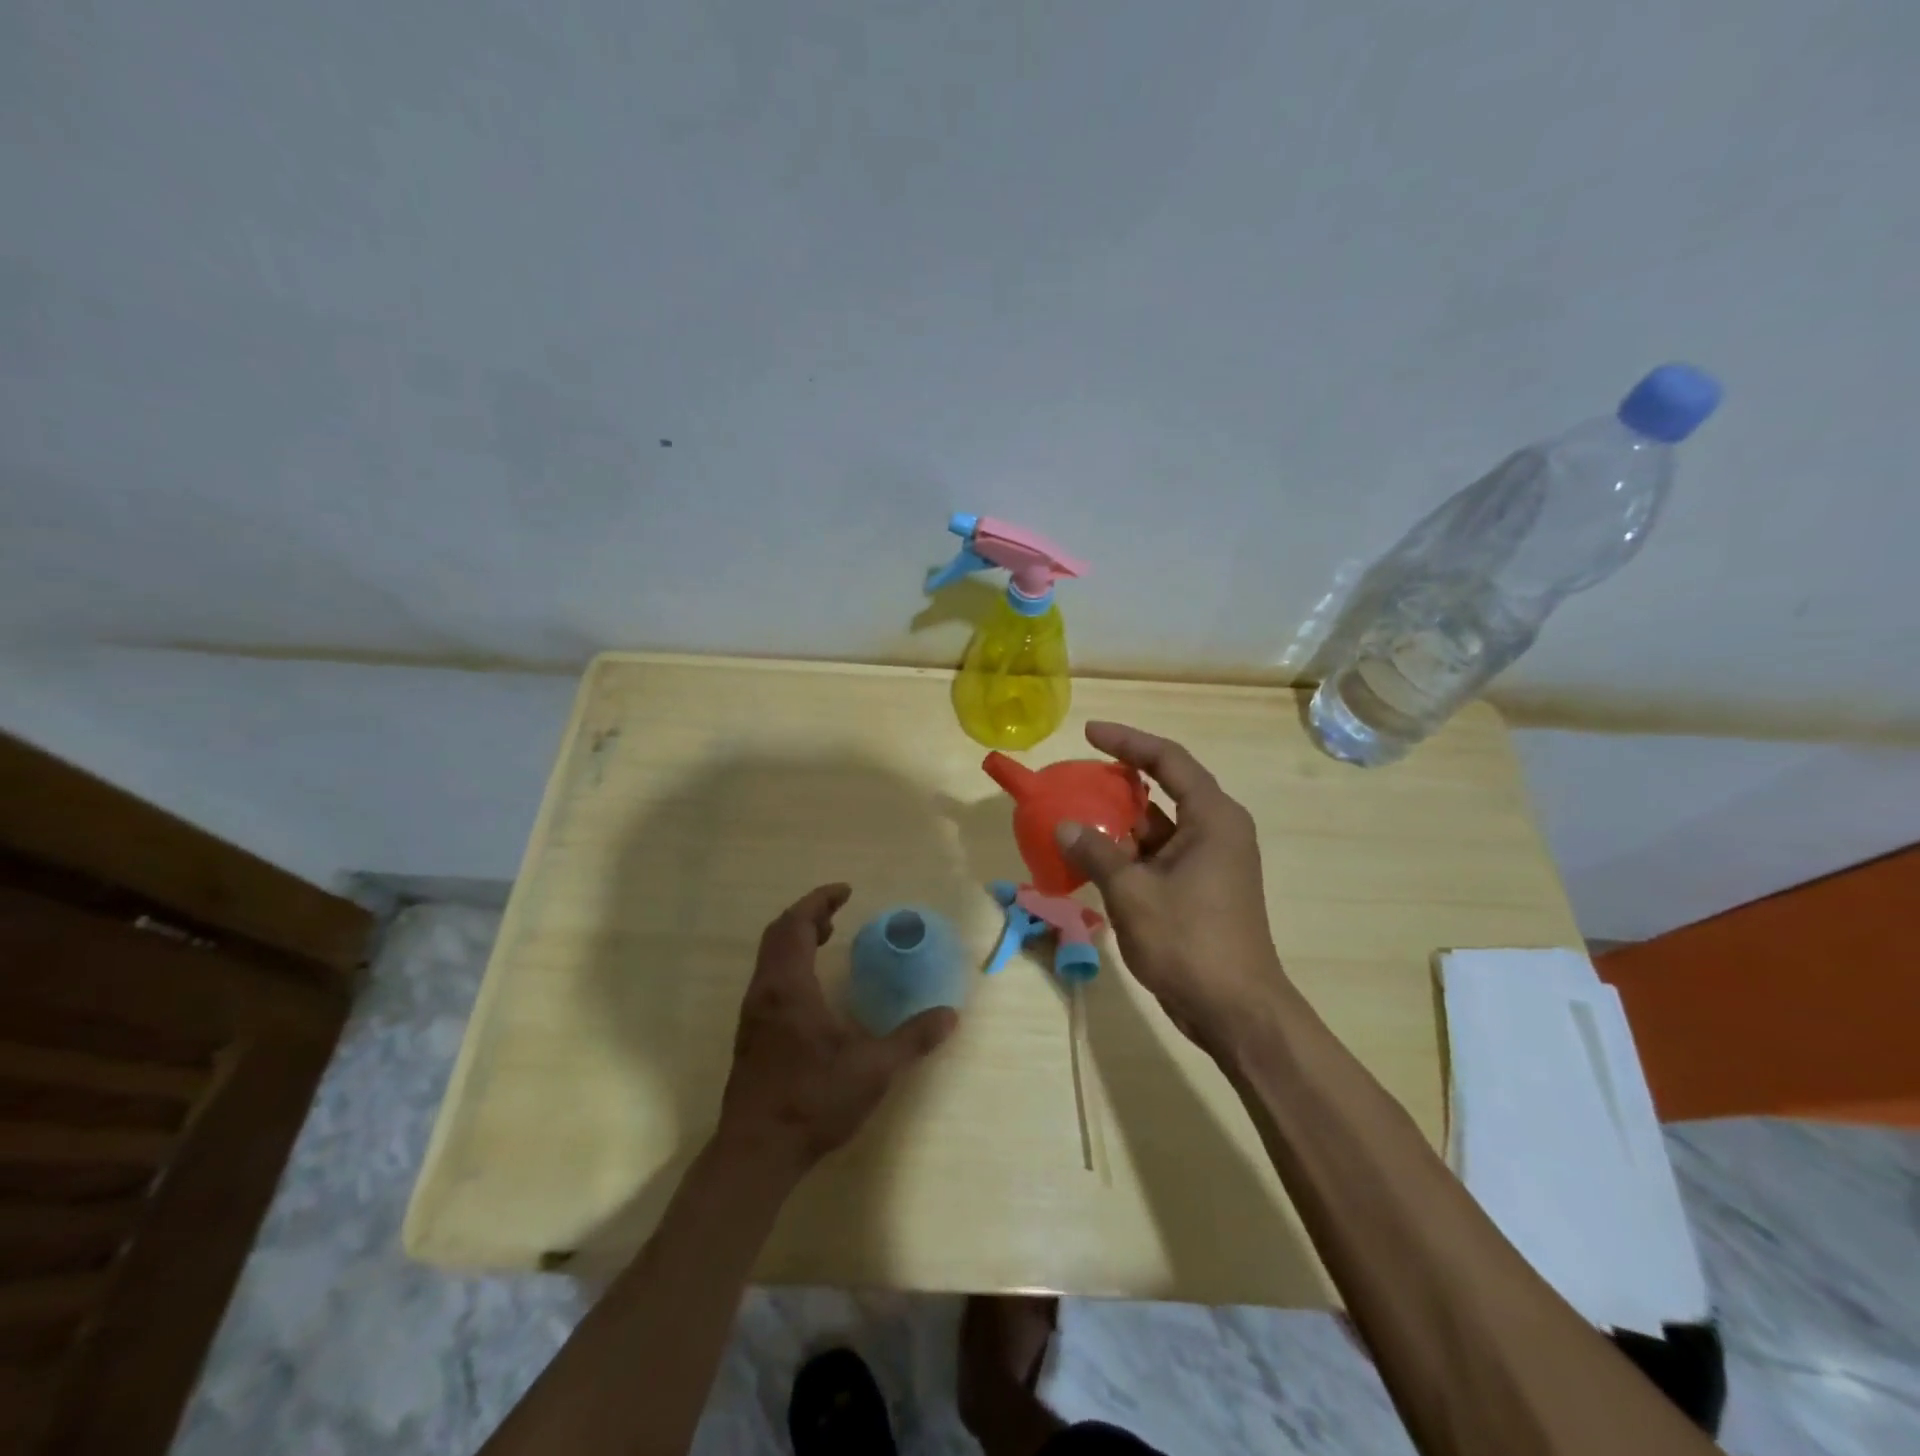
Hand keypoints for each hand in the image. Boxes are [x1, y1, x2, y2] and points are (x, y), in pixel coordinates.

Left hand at [717, 884, 957, 1174]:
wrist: (756, 1153)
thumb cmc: (812, 1101)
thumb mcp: (873, 1069)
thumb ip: (912, 1039)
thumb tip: (949, 1016)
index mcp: (788, 988)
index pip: (795, 925)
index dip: (819, 902)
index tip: (845, 892)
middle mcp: (765, 992)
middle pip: (778, 935)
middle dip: (807, 915)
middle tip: (837, 912)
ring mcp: (753, 1015)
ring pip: (770, 958)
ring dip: (796, 939)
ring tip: (827, 939)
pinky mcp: (751, 1036)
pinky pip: (769, 979)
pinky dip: (790, 963)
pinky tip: (813, 988)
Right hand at [1055, 722, 1293, 1057]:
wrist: (1235, 1011)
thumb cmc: (1189, 941)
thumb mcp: (1133, 893)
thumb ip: (1096, 853)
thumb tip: (1064, 826)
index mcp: (1212, 818)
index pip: (1167, 760)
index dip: (1127, 741)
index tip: (1089, 732)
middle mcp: (1215, 831)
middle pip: (1163, 789)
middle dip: (1118, 782)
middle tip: (1076, 777)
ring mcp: (1209, 862)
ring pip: (1158, 827)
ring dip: (1119, 822)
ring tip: (1074, 816)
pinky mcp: (1200, 889)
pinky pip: (1158, 855)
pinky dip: (1127, 853)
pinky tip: (1092, 859)